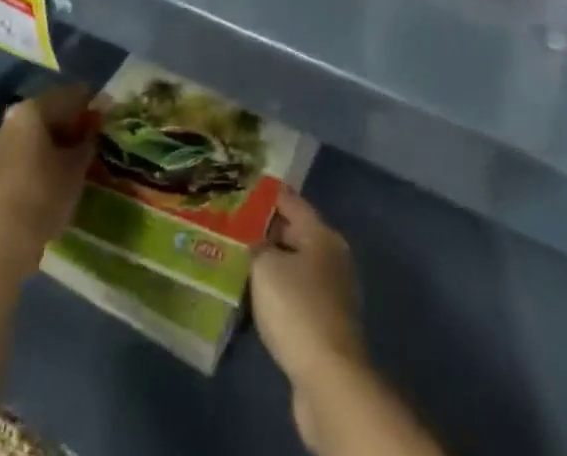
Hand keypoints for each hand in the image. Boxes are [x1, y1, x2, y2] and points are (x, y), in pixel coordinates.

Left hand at [0, 83, 97, 282]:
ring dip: (54, 141)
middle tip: (92, 137)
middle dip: (70, 123)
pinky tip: (53, 174)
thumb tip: (93, 128)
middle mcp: (10, 119)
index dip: (90, 105)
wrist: (1, 244)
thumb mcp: (77, 166)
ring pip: (33, 134)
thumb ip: (88, 140)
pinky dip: (38, 157)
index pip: (69, 96)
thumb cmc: (44, 195)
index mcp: (31, 109)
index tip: (106, 116)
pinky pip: (21, 153)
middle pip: (48, 113)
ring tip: (75, 158)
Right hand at [252, 191, 366, 400]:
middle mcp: (332, 257)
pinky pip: (296, 295)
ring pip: (295, 266)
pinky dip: (278, 292)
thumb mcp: (266, 267)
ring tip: (239, 261)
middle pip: (295, 233)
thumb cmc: (296, 309)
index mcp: (322, 235)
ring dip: (271, 264)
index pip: (292, 202)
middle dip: (266, 230)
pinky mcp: (326, 323)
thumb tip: (255, 242)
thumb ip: (256, 246)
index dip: (268, 194)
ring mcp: (332, 292)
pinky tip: (255, 298)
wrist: (327, 378)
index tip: (244, 188)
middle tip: (234, 226)